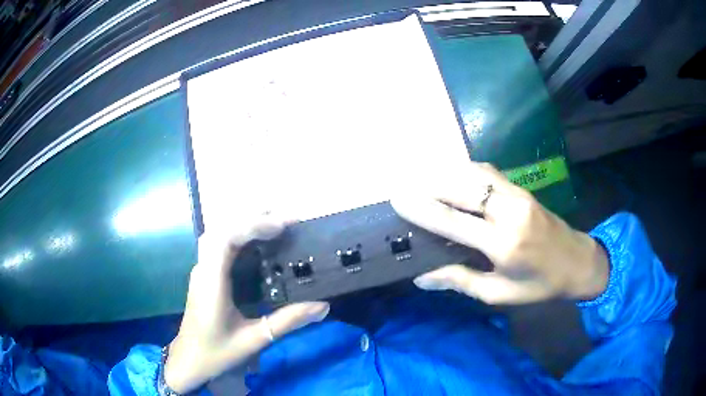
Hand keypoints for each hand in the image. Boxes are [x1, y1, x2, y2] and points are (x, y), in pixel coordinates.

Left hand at [164, 214, 329, 393]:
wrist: (188, 361)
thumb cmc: (217, 352)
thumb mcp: (255, 339)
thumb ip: (288, 321)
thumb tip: (322, 305)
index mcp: (212, 282)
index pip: (225, 239)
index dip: (252, 225)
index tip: (282, 226)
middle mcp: (204, 270)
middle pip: (221, 229)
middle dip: (251, 218)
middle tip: (286, 220)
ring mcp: (202, 271)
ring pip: (219, 235)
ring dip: (244, 225)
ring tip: (276, 226)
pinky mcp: (205, 276)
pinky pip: (220, 247)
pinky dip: (239, 238)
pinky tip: (258, 245)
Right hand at [391, 162, 608, 303]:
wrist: (577, 262)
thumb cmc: (539, 285)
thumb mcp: (499, 294)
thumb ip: (461, 281)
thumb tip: (422, 277)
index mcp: (503, 244)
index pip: (454, 222)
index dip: (423, 210)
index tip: (398, 200)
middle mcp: (509, 212)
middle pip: (462, 189)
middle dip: (429, 185)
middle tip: (404, 187)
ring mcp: (517, 195)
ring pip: (474, 174)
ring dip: (446, 174)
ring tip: (422, 179)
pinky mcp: (522, 189)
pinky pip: (488, 172)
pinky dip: (466, 170)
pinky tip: (452, 175)